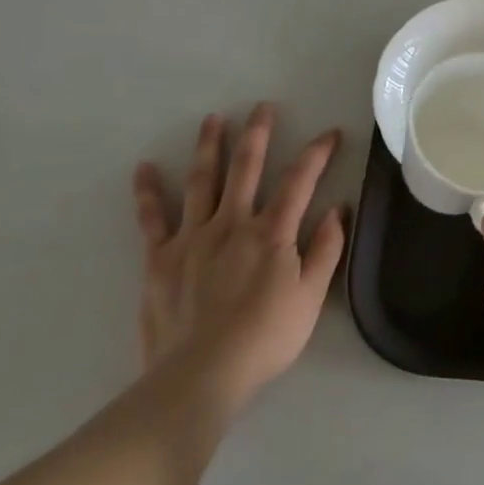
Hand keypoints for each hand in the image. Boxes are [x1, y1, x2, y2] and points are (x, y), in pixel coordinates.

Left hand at [132, 104, 344, 424]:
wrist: (199, 377)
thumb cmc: (265, 338)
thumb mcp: (311, 297)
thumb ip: (326, 249)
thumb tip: (338, 208)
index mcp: (272, 233)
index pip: (300, 181)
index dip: (317, 153)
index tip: (330, 133)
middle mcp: (233, 223)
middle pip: (247, 168)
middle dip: (258, 134)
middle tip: (263, 107)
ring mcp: (193, 237)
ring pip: (203, 181)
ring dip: (210, 147)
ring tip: (213, 119)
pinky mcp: (160, 258)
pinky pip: (152, 219)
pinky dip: (148, 192)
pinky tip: (145, 168)